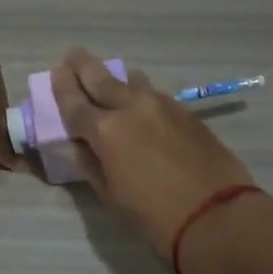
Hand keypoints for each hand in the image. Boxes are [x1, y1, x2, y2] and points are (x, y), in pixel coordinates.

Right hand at [50, 47, 255, 258]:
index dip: (62, 87)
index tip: (55, 72)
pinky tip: (142, 101)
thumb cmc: (156, 217)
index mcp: (106, 131)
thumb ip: (92, 165)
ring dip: (117, 78)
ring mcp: (163, 106)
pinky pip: (156, 95)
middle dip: (84, 66)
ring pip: (133, 82)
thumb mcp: (112, 197)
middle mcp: (132, 108)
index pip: (75, 102)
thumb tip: (78, 145)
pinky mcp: (187, 113)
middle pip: (102, 79)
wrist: (217, 216)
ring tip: (110, 78)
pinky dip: (142, 94)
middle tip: (73, 56)